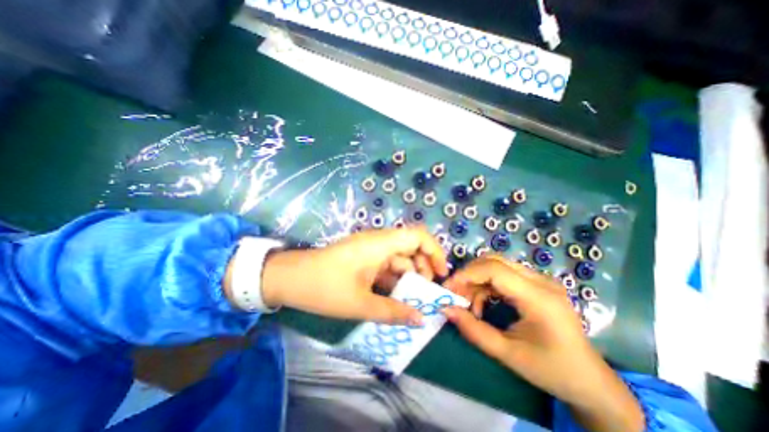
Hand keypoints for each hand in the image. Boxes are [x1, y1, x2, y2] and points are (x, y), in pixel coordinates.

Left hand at [259, 228, 447, 325]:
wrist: (289, 279)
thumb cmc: (323, 288)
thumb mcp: (360, 304)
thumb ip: (393, 312)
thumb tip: (421, 319)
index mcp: (380, 244)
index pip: (418, 235)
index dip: (434, 251)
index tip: (441, 274)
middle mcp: (378, 241)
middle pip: (411, 247)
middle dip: (423, 268)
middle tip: (426, 293)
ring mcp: (370, 249)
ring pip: (399, 258)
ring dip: (408, 276)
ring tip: (412, 300)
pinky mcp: (364, 258)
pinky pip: (386, 265)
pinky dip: (394, 279)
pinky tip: (395, 297)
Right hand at [442, 257, 644, 431]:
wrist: (591, 382)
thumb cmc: (552, 371)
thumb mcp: (508, 354)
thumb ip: (474, 330)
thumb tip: (445, 309)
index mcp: (539, 298)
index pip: (494, 270)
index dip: (466, 274)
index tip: (448, 288)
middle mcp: (541, 281)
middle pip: (494, 261)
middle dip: (469, 275)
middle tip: (456, 295)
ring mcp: (541, 280)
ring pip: (497, 265)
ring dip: (477, 280)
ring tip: (470, 304)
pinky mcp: (537, 284)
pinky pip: (504, 274)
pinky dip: (487, 284)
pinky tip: (484, 302)